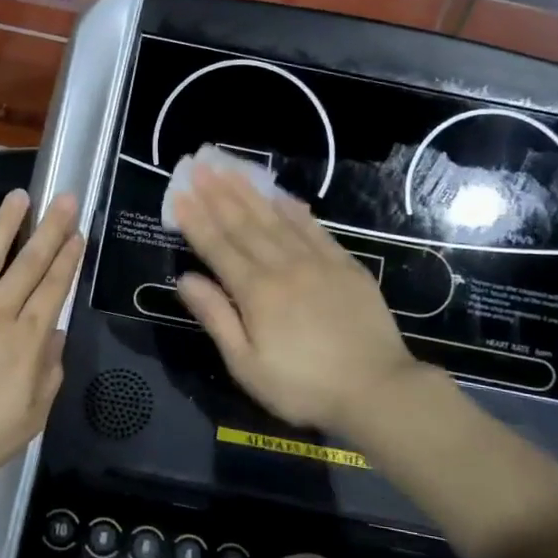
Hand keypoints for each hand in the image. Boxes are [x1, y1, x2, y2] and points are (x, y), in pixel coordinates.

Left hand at [0, 189, 82, 494]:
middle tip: (63, 198)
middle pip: (28, 263)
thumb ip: (49, 373)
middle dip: (49, 229)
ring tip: (19, 196)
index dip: (68, 259)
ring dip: (5, 224)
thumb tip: (56, 334)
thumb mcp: (31, 418)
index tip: (77, 233)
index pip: (53, 289)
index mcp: (26, 339)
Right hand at [171, 163, 424, 437]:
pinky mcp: (345, 266)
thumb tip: (185, 279)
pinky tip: (281, 195)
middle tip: (199, 167)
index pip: (218, 247)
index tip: (179, 194)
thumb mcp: (247, 365)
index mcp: (255, 292)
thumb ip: (216, 318)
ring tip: (230, 169)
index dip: (196, 220)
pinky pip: (314, 228)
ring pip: (276, 219)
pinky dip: (294, 210)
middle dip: (218, 195)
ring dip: (250, 193)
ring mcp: (317, 262)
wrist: (377, 390)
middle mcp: (283, 267)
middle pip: (244, 224)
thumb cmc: (303, 386)